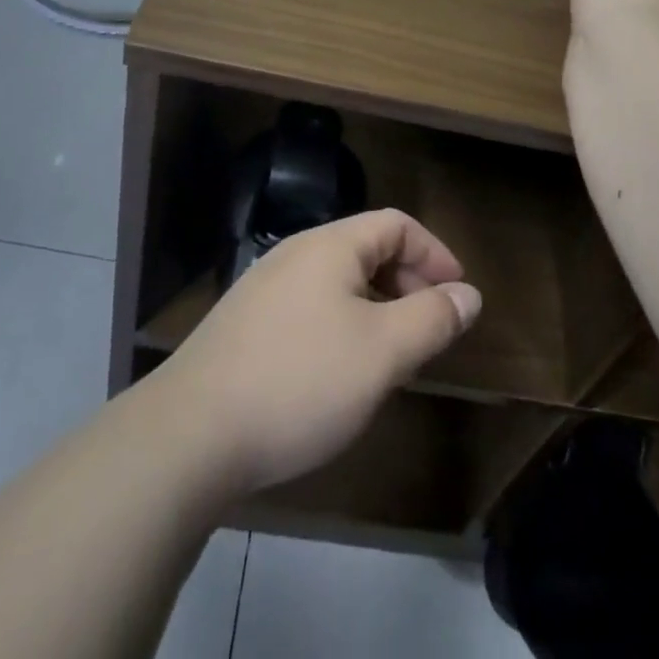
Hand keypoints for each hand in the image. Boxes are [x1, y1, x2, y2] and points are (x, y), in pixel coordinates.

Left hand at [157, 209, 481, 495]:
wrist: (190, 434)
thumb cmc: (301, 381)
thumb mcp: (382, 352)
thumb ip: (431, 318)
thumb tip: (469, 294)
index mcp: (330, 245)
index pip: (396, 224)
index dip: (434, 253)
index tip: (458, 295)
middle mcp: (295, 253)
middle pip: (366, 249)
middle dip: (407, 282)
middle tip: (429, 329)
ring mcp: (264, 288)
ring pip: (337, 282)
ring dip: (376, 307)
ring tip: (391, 355)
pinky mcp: (244, 325)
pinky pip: (310, 308)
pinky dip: (342, 326)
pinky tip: (339, 374)